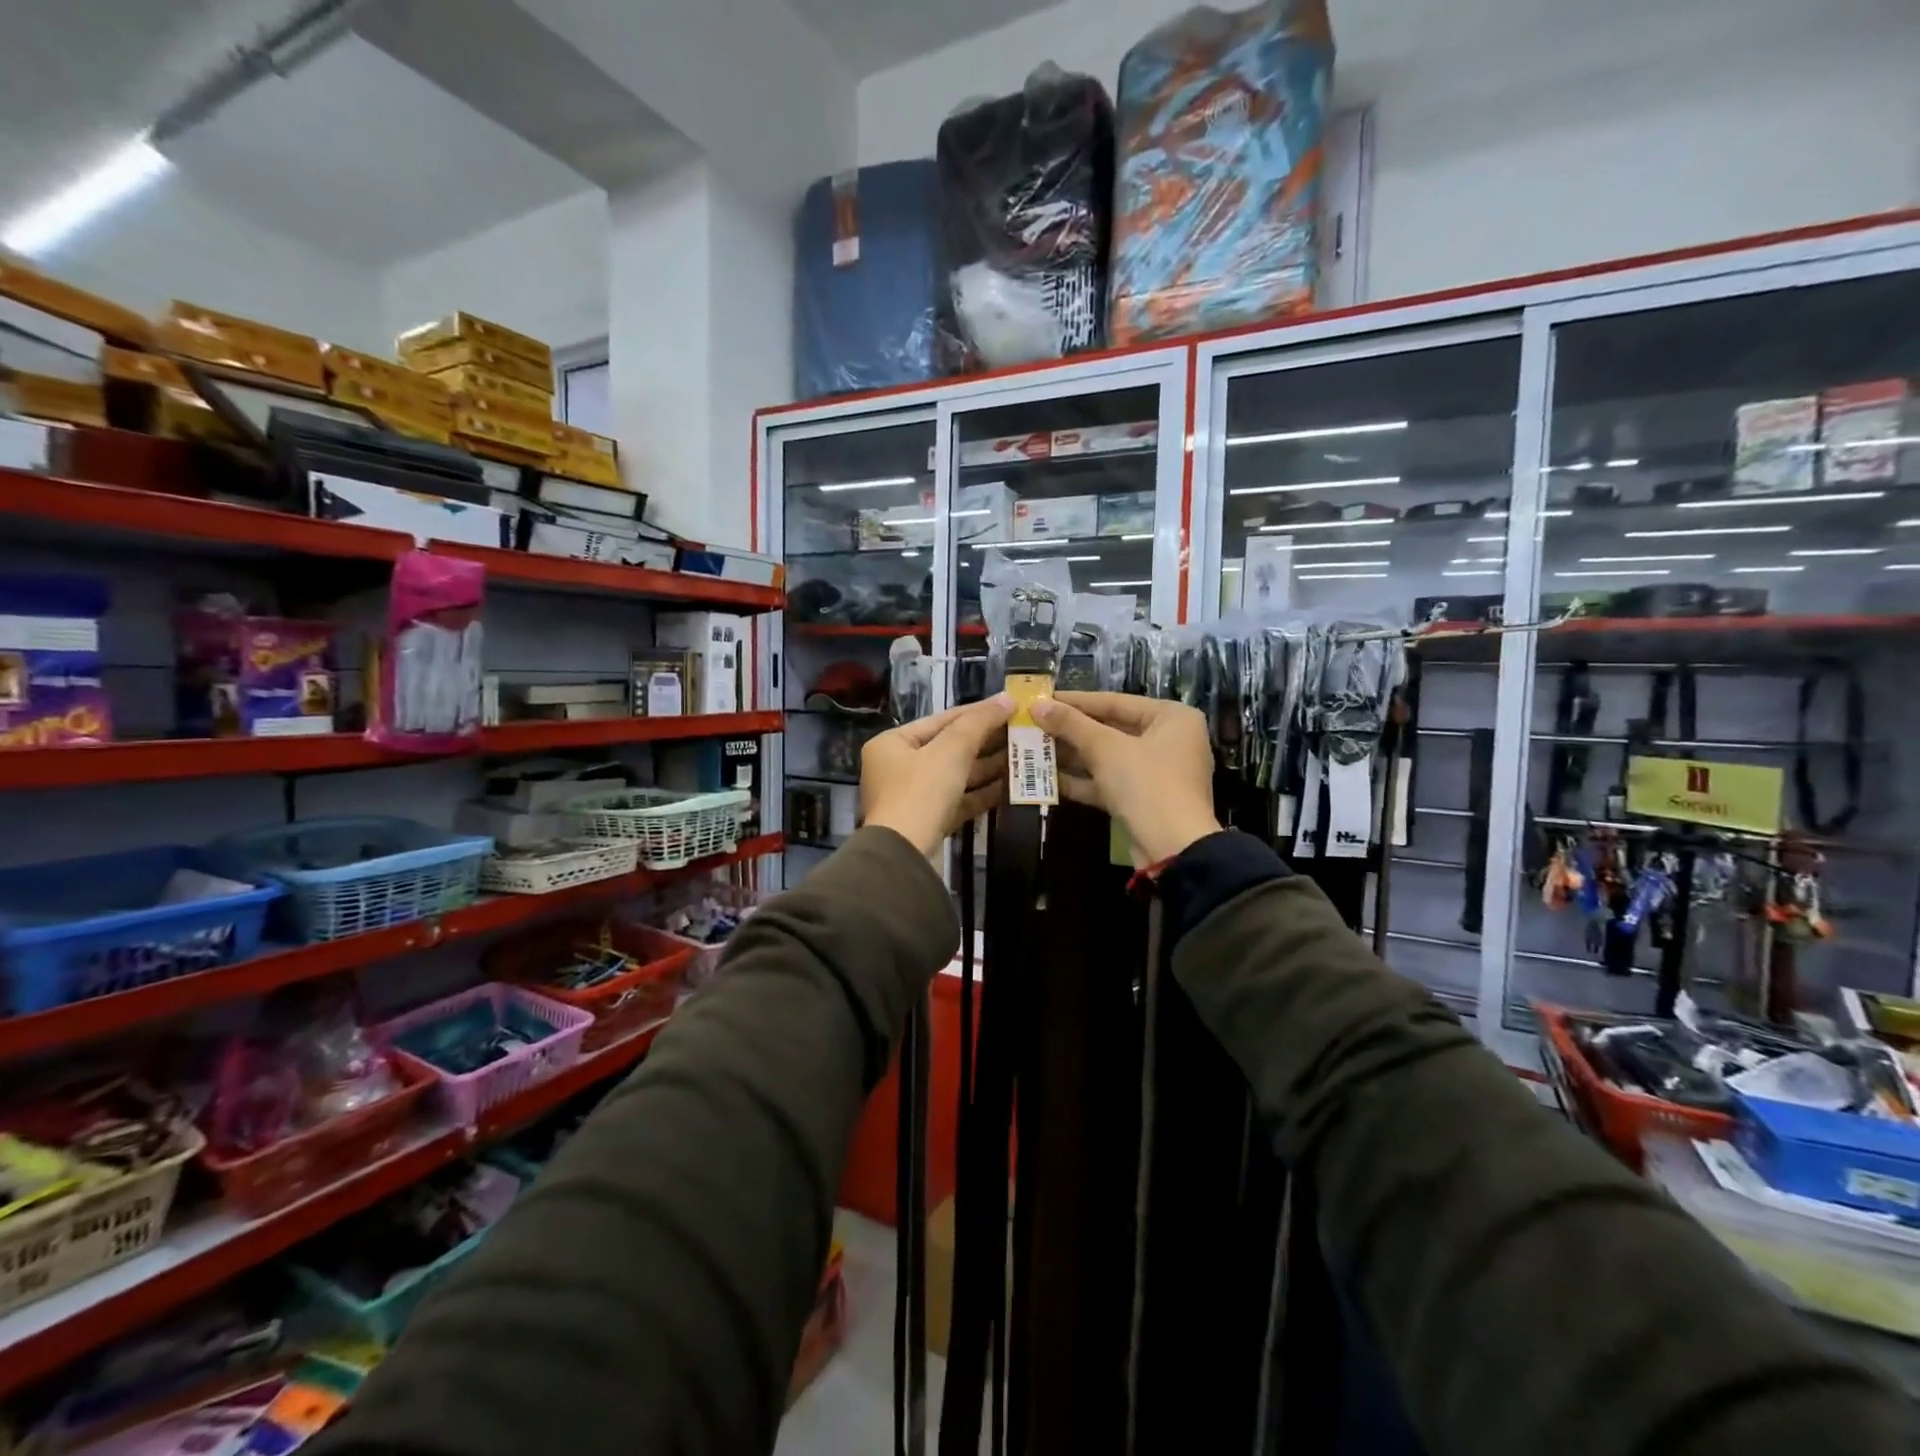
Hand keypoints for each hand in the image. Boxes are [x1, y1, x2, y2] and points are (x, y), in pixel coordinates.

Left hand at [861, 696, 1012, 856]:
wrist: (905, 856)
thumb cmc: (921, 792)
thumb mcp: (951, 750)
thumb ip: (979, 722)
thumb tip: (1007, 699)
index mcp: (892, 744)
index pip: (941, 720)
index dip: (977, 712)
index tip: (1009, 707)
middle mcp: (898, 768)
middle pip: (949, 748)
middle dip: (986, 741)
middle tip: (1023, 732)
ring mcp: (913, 798)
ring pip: (956, 776)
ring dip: (988, 766)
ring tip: (1024, 756)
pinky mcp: (929, 822)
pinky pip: (959, 800)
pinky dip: (982, 793)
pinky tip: (1011, 786)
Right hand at [1029, 692, 1220, 866]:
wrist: (1173, 849)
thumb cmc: (1146, 784)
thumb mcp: (1105, 749)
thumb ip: (1071, 724)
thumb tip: (1037, 705)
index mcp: (1172, 717)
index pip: (1115, 702)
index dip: (1075, 701)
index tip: (1042, 699)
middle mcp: (1169, 740)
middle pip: (1111, 729)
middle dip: (1071, 731)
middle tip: (1033, 725)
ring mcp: (1157, 773)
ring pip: (1108, 757)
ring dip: (1072, 755)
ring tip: (1033, 748)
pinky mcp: (1144, 800)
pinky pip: (1109, 782)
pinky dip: (1082, 780)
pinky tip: (1047, 778)